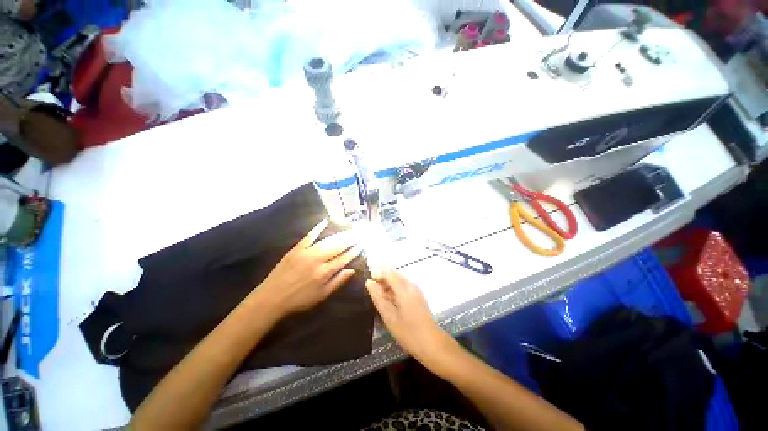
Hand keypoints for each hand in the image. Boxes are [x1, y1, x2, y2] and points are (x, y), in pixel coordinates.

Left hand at [257, 219, 361, 315]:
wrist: (272, 297)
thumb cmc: (300, 299)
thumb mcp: (322, 295)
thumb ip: (338, 281)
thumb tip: (352, 270)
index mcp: (325, 273)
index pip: (343, 259)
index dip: (354, 251)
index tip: (361, 245)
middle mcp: (318, 260)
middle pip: (338, 247)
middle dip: (350, 240)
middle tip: (358, 233)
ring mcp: (306, 253)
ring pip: (327, 241)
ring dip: (339, 235)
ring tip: (349, 230)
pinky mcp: (296, 249)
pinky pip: (309, 236)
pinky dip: (317, 228)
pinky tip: (325, 221)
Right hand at [366, 270, 452, 362]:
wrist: (431, 344)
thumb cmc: (408, 332)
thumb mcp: (389, 317)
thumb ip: (378, 298)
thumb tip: (369, 283)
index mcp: (404, 290)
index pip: (389, 273)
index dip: (378, 273)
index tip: (368, 280)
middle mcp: (411, 286)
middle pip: (395, 274)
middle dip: (383, 278)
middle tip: (372, 288)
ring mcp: (416, 290)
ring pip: (399, 280)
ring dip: (388, 283)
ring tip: (379, 294)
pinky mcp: (418, 296)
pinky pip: (404, 286)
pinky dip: (395, 288)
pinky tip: (389, 299)